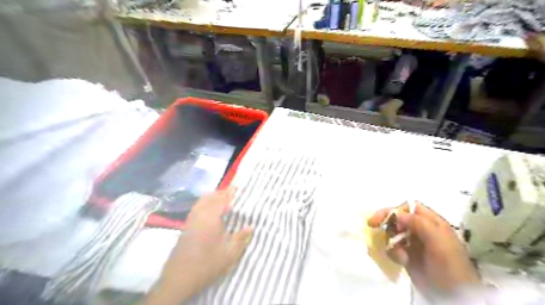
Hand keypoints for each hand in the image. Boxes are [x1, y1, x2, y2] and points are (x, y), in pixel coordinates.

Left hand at [147, 188, 252, 304]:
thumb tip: (251, 226)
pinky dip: (205, 203)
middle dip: (222, 192)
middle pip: (210, 197)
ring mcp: (191, 220)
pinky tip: (210, 210)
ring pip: (201, 201)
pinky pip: (197, 207)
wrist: (179, 278)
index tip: (238, 188)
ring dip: (212, 196)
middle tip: (233, 192)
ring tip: (223, 198)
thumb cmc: (207, 264)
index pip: (222, 200)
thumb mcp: (230, 254)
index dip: (230, 193)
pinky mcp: (186, 226)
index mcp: (211, 219)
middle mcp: (199, 215)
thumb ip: (241, 238)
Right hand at [368, 202, 477, 292]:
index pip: (409, 207)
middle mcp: (421, 230)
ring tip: (399, 253)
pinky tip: (401, 261)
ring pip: (392, 232)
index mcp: (431, 222)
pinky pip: (392, 248)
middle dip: (387, 222)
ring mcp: (413, 243)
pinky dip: (392, 252)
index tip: (383, 218)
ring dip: (390, 240)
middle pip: (398, 218)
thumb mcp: (439, 241)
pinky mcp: (407, 256)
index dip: (395, 209)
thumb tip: (397, 214)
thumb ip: (419, 223)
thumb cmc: (449, 266)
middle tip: (372, 225)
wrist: (453, 296)